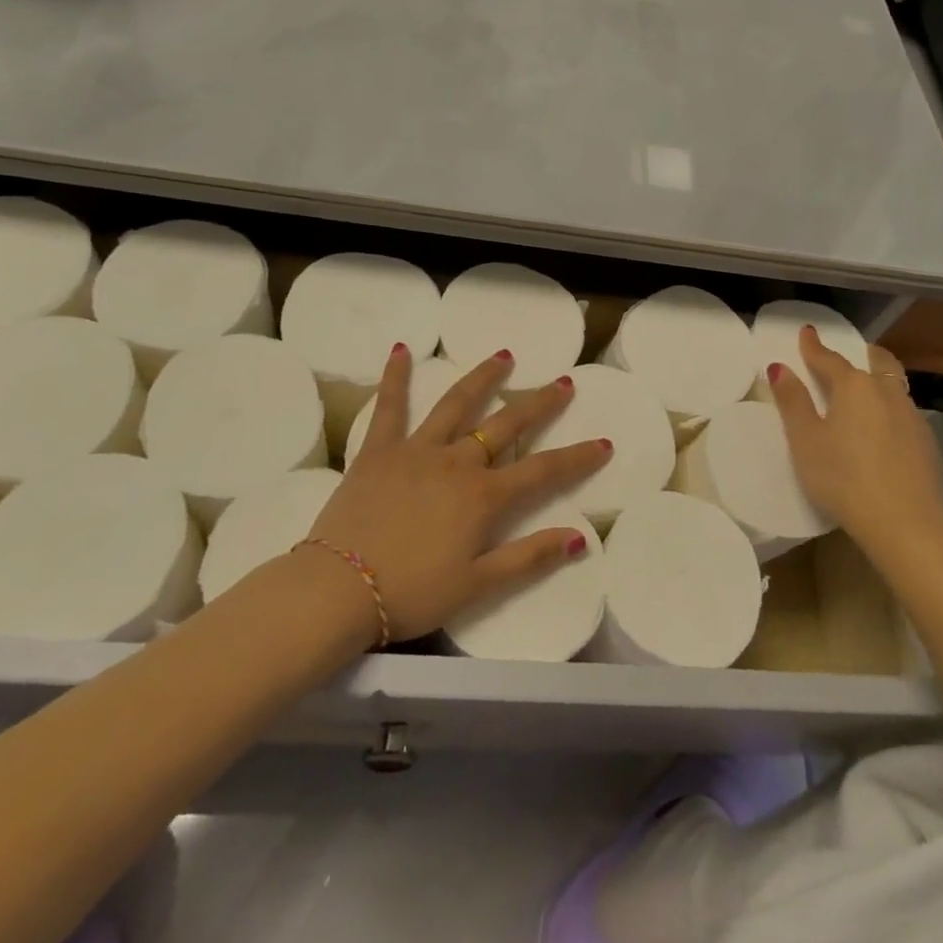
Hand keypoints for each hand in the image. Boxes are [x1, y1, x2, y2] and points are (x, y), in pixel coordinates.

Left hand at [306, 345, 609, 644]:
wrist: (338, 589)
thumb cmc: (411, 592)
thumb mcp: (477, 585)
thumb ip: (529, 558)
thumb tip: (579, 538)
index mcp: (483, 496)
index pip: (543, 470)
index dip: (577, 457)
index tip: (604, 442)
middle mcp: (456, 462)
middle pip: (506, 425)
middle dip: (539, 403)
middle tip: (563, 382)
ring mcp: (417, 450)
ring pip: (457, 404)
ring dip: (482, 378)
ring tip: (503, 356)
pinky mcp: (379, 450)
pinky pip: (390, 406)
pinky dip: (396, 377)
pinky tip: (401, 349)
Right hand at [763, 325, 942, 556]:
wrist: (906, 523)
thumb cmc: (843, 477)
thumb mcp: (805, 440)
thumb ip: (793, 401)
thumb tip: (781, 368)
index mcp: (854, 386)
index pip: (829, 359)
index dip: (814, 347)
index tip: (807, 333)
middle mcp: (886, 392)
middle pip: (876, 362)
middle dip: (861, 354)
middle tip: (850, 354)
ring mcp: (912, 417)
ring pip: (894, 386)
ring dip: (878, 380)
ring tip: (865, 392)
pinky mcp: (927, 443)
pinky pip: (905, 412)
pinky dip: (890, 408)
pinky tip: (884, 429)